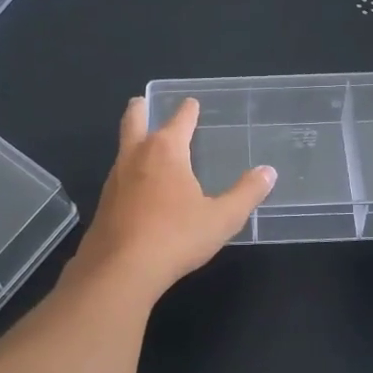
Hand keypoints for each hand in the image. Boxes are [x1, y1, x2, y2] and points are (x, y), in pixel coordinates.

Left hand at [73, 96, 276, 296]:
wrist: (119, 270)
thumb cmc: (175, 237)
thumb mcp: (221, 218)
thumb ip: (246, 193)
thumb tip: (268, 172)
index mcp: (166, 150)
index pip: (179, 119)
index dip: (188, 110)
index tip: (192, 103)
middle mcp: (136, 156)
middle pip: (134, 120)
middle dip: (140, 109)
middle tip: (143, 102)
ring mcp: (114, 179)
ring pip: (123, 148)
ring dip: (133, 140)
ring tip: (145, 145)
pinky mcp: (104, 204)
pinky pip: (118, 176)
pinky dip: (128, 171)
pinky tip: (137, 187)